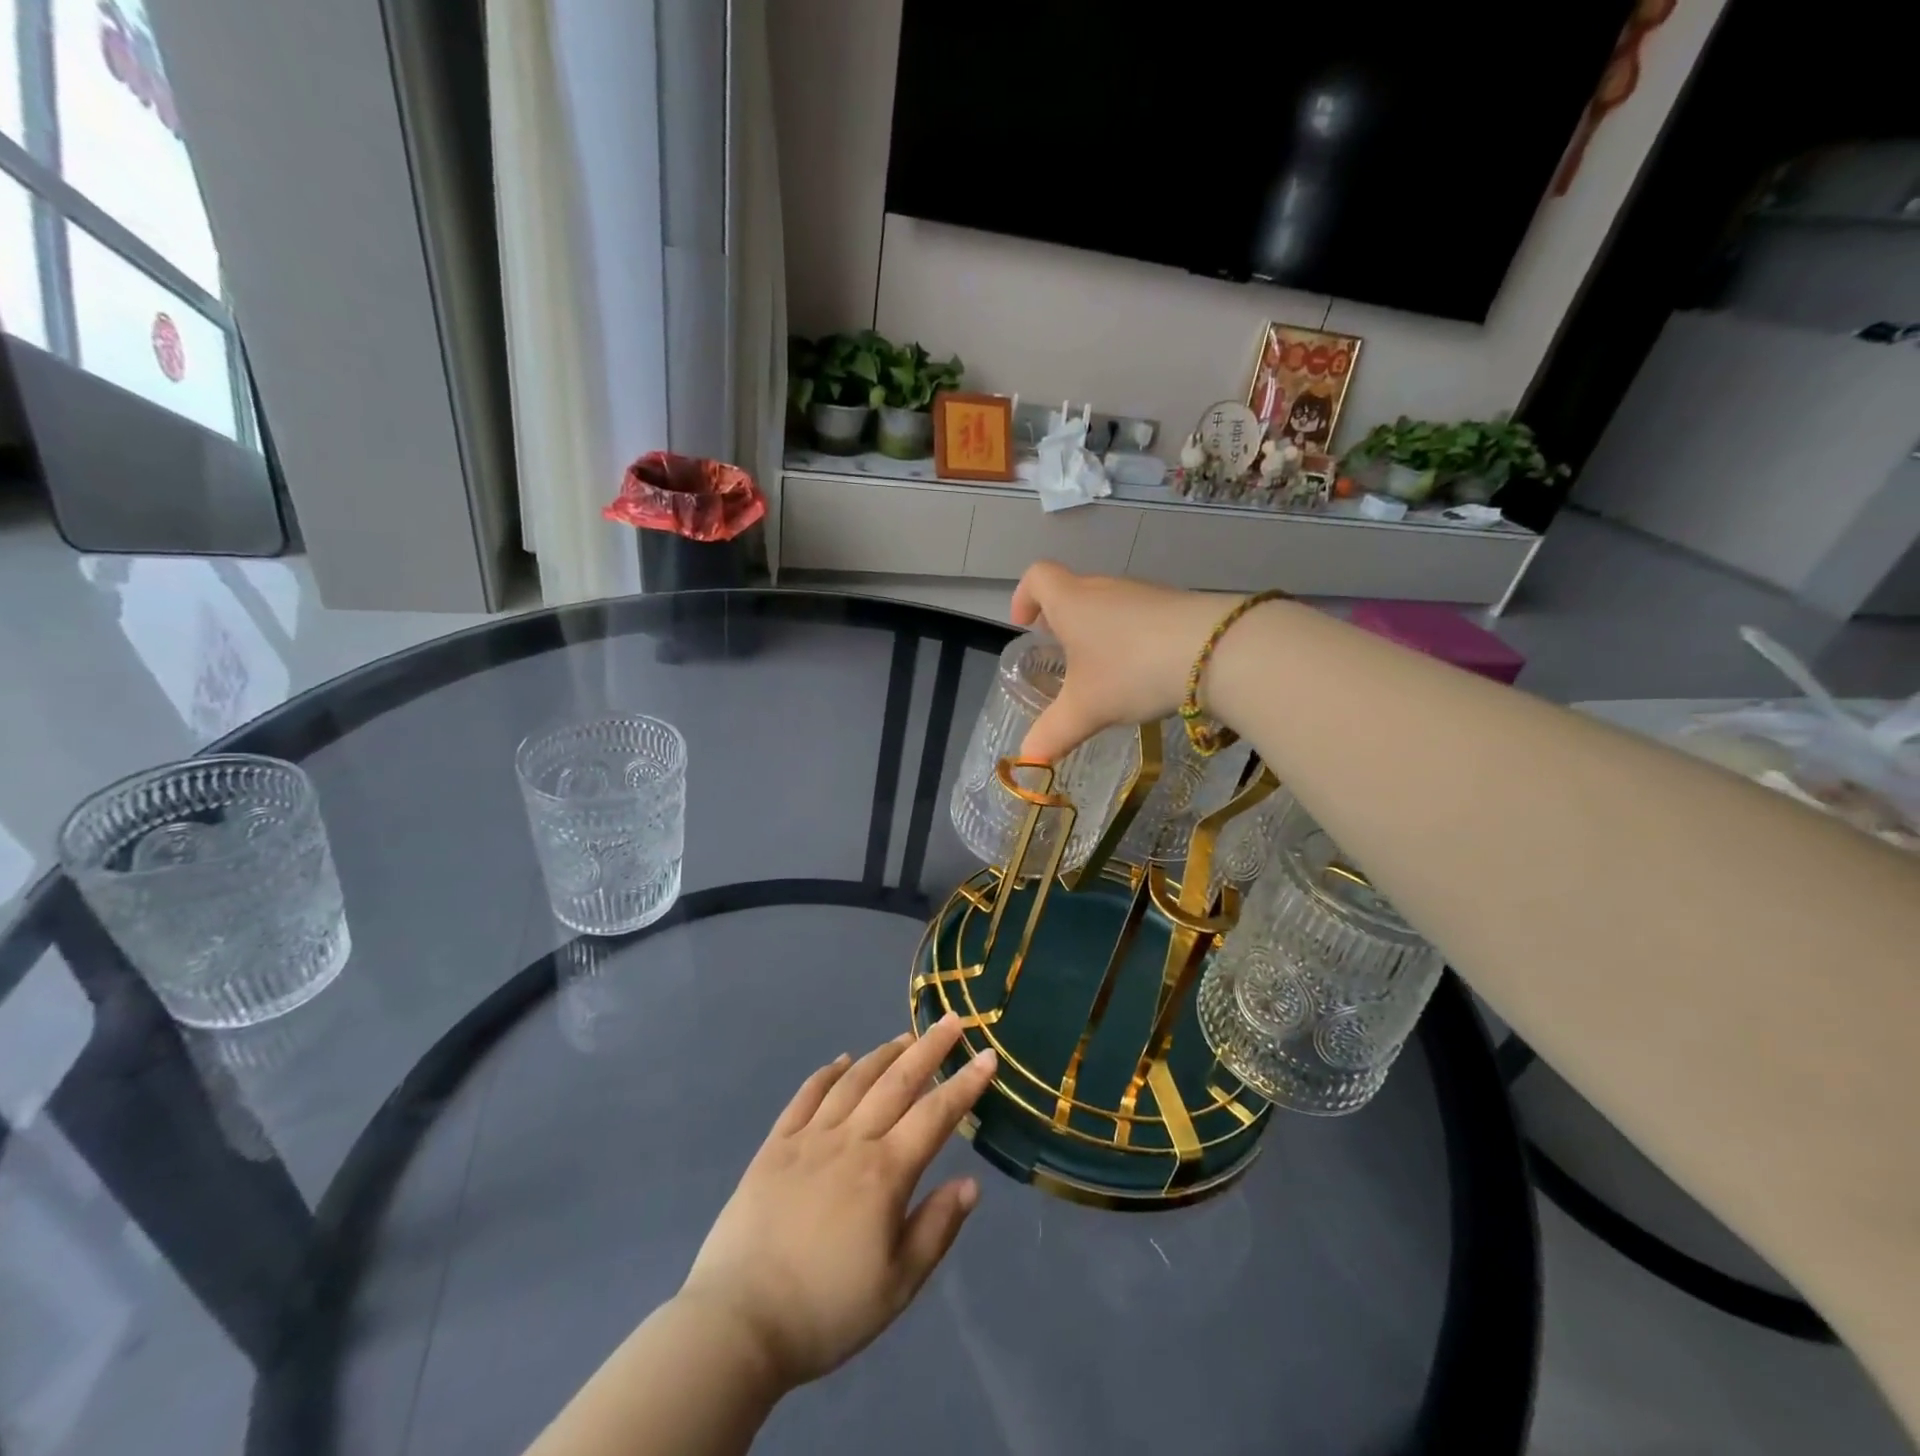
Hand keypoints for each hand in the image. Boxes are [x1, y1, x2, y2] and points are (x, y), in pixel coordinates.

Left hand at [676, 1015, 996, 1391]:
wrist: (738, 1322)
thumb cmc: (826, 1310)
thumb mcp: (897, 1286)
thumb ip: (936, 1228)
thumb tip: (971, 1183)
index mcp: (885, 1172)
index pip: (936, 1115)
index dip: (965, 1083)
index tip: (988, 1056)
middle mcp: (851, 1140)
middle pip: (897, 1081)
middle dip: (929, 1048)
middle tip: (951, 1020)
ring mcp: (809, 1137)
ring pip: (854, 1080)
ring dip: (884, 1054)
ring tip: (905, 1037)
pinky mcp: (775, 1145)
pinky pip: (806, 1095)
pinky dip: (827, 1072)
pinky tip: (841, 1060)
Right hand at [1011, 562, 1225, 761]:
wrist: (1218, 651)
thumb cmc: (1132, 671)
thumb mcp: (1086, 709)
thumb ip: (1052, 734)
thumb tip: (1026, 761)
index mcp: (1072, 602)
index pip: (1038, 577)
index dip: (1024, 595)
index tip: (1025, 624)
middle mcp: (1106, 589)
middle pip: (1074, 590)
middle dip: (1062, 619)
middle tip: (1061, 654)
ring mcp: (1145, 594)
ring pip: (1110, 604)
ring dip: (1098, 629)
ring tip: (1102, 670)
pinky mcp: (1177, 607)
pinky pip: (1141, 616)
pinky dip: (1132, 637)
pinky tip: (1143, 671)